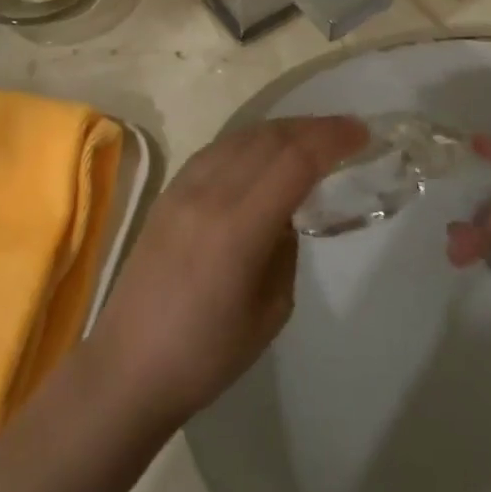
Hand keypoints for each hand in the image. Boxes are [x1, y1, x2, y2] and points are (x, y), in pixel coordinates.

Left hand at [84, 116, 366, 428]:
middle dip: (312, 127)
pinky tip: (263, 152)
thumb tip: (286, 215)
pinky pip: (217, 149)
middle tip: (345, 131)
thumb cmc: (206, 354)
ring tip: (310, 137)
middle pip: (269, 138)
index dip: (331, 139)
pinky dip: (249, 141)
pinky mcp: (168, 191)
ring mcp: (183, 187)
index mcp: (238, 227)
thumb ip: (285, 250)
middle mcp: (209, 193)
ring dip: (281, 130)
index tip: (361, 133)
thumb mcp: (270, 311)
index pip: (294, 161)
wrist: (129, 364)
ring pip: (241, 137)